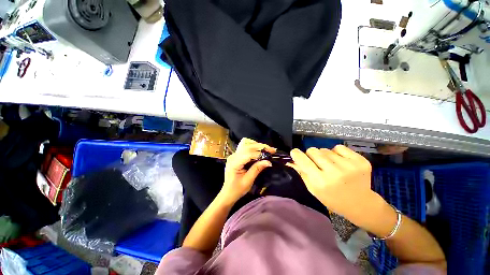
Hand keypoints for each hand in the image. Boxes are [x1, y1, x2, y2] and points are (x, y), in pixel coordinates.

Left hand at [219, 138, 274, 204]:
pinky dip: (253, 147)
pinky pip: (245, 148)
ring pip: (246, 145)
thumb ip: (257, 169)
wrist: (228, 193)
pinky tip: (260, 150)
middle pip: (247, 147)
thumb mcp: (248, 181)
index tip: (271, 154)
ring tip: (267, 149)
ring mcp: (234, 155)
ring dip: (257, 146)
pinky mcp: (236, 156)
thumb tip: (268, 162)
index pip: (248, 154)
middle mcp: (233, 156)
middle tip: (272, 149)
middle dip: (260, 147)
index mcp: (234, 163)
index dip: (260, 153)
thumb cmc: (237, 189)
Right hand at [288, 145, 385, 225]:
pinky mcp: (360, 161)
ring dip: (324, 155)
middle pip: (313, 150)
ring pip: (325, 149)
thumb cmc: (333, 199)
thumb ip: (302, 173)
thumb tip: (292, 160)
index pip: (303, 160)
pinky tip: (341, 162)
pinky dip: (336, 152)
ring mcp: (349, 166)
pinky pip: (339, 148)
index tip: (295, 152)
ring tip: (331, 165)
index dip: (296, 154)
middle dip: (311, 155)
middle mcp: (334, 172)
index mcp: (320, 181)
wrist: (361, 204)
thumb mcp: (313, 190)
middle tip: (316, 163)